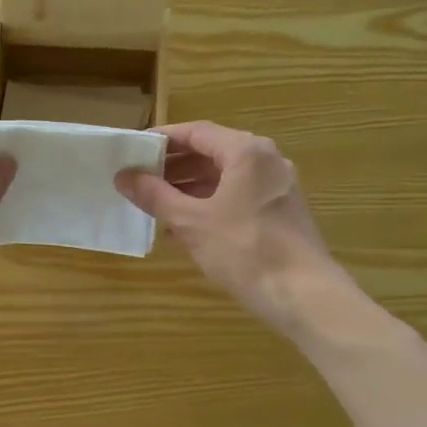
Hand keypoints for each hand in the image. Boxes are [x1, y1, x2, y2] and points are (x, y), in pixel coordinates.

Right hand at [116, 121, 353, 337]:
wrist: (303, 294)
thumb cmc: (245, 250)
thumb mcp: (192, 222)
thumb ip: (155, 195)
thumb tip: (124, 176)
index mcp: (246, 152)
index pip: (196, 132)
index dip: (161, 139)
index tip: (133, 150)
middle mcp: (266, 161)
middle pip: (212, 152)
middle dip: (173, 166)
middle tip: (139, 179)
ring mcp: (276, 187)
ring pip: (224, 177)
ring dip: (188, 188)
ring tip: (155, 205)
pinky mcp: (280, 213)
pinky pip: (237, 197)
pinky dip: (209, 205)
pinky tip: (183, 228)